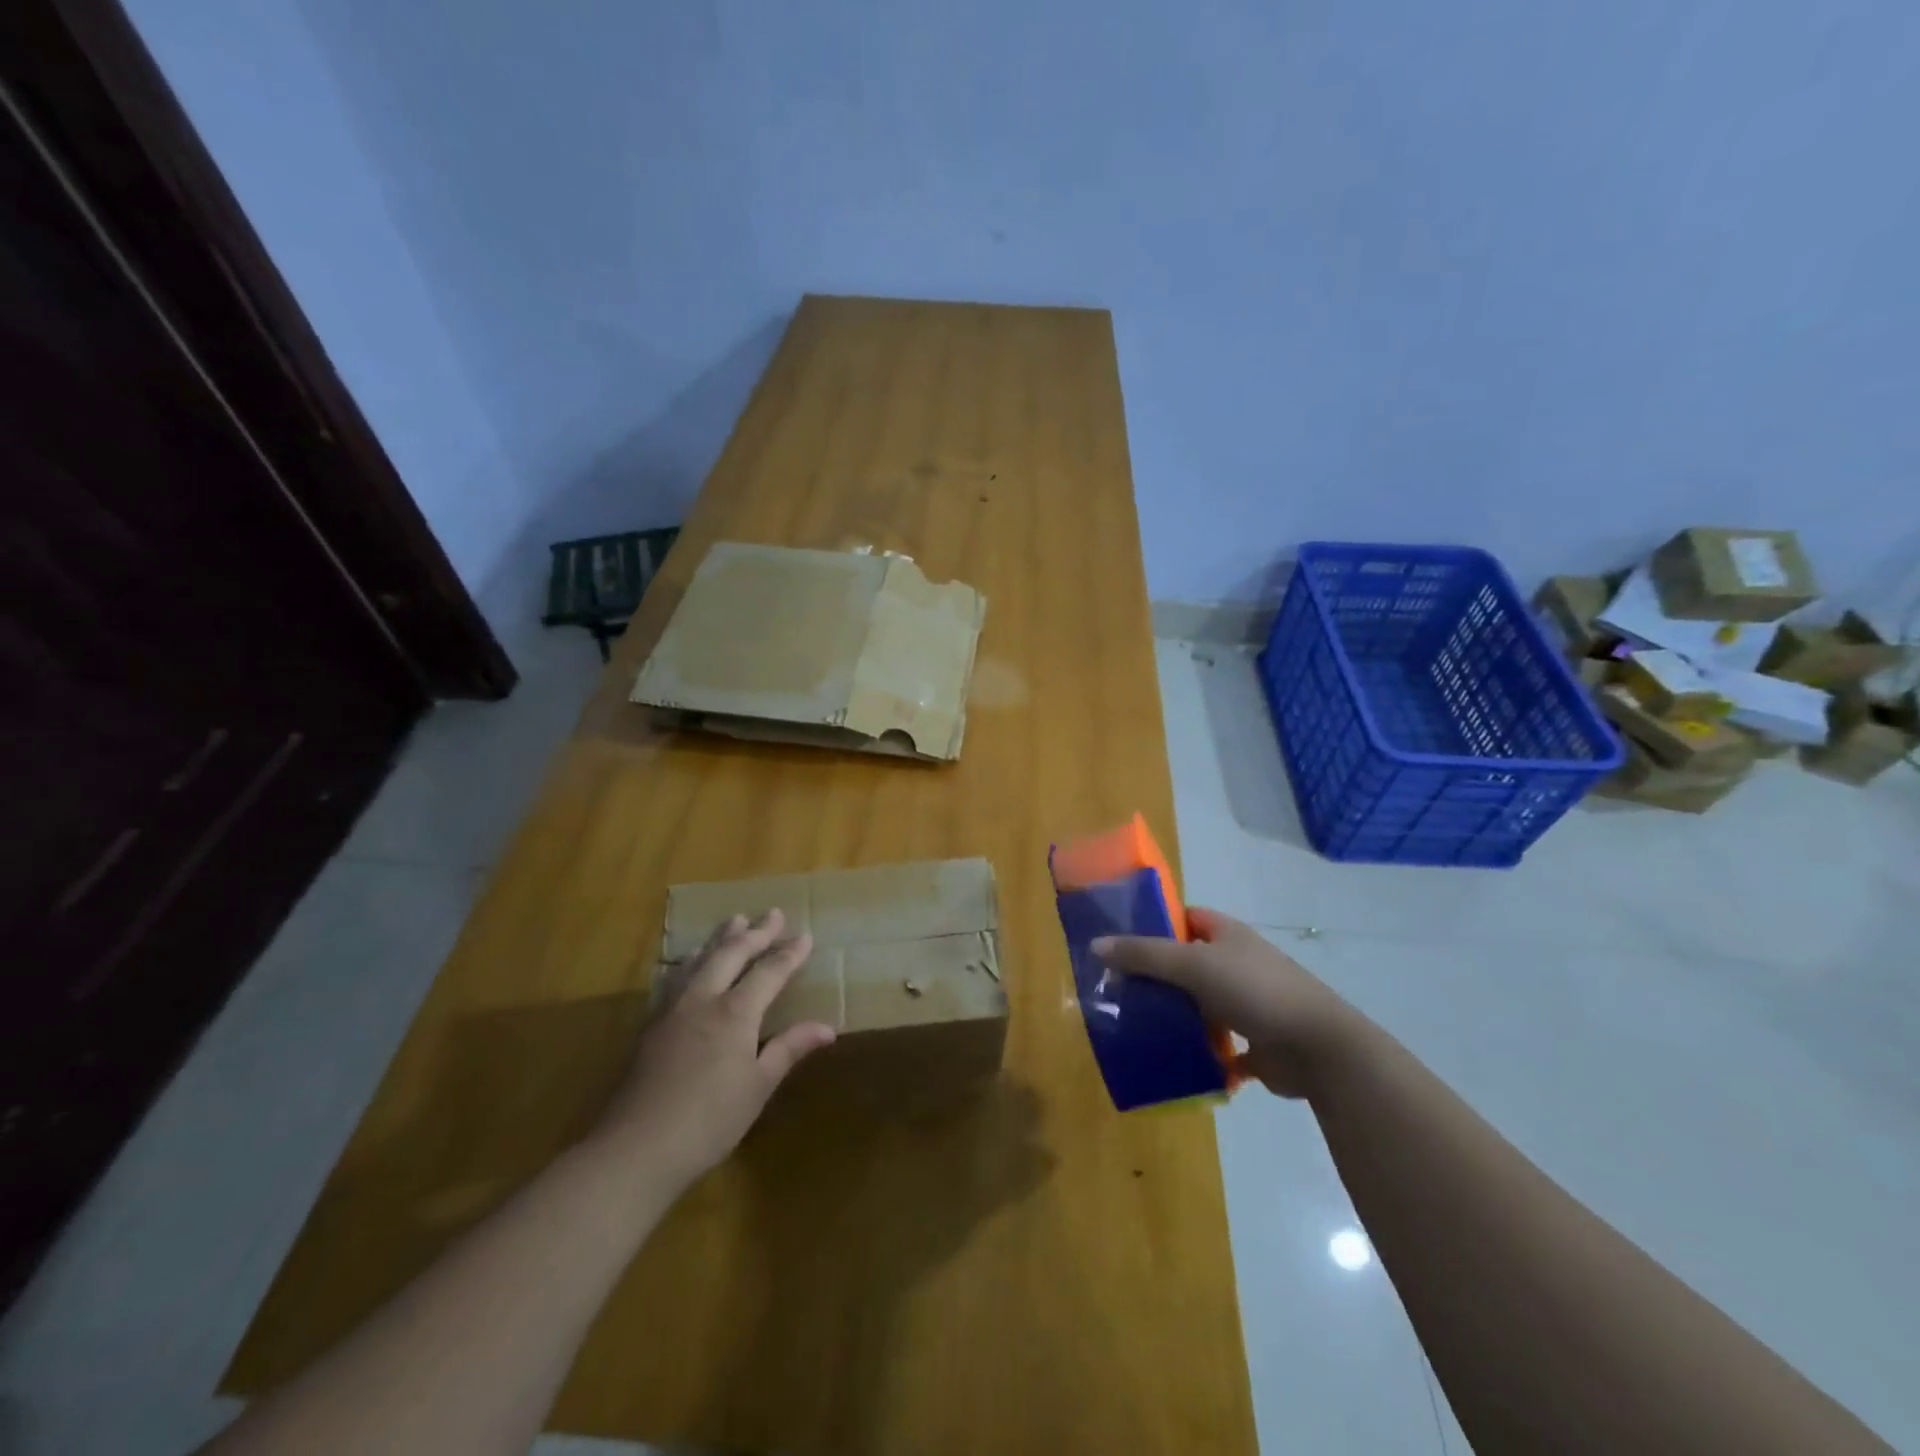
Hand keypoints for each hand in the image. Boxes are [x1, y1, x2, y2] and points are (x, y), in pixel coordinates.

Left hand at [592, 909, 835, 1186]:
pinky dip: (691, 961)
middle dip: (755, 932)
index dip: (789, 953)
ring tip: (733, 920)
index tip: (806, 935)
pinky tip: (689, 964)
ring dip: (720, 939)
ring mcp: (673, 1010)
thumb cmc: (709, 1121)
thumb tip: (827, 1028)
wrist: (636, 1148)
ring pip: (699, 960)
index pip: (769, 972)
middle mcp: (704, 1000)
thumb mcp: (758, 1087)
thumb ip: (789, 1049)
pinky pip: (676, 978)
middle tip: (772, 912)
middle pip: (731, 954)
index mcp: (735, 1012)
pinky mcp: (652, 1026)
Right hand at [1092, 907, 1356, 1098]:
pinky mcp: (1256, 1042)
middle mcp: (1238, 963)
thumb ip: (1144, 954)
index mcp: (1228, 935)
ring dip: (1175, 1015)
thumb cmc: (1254, 991)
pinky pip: (1218, 1044)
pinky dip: (1198, 1051)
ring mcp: (1249, 1003)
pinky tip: (1170, 1059)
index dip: (1156, 924)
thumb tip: (1096, 945)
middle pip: (1189, 963)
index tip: (1122, 942)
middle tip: (1119, 989)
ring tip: (1135, 1024)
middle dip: (1158, 975)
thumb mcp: (1192, 965)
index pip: (1186, 918)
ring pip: (1201, 1004)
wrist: (1318, 1049)